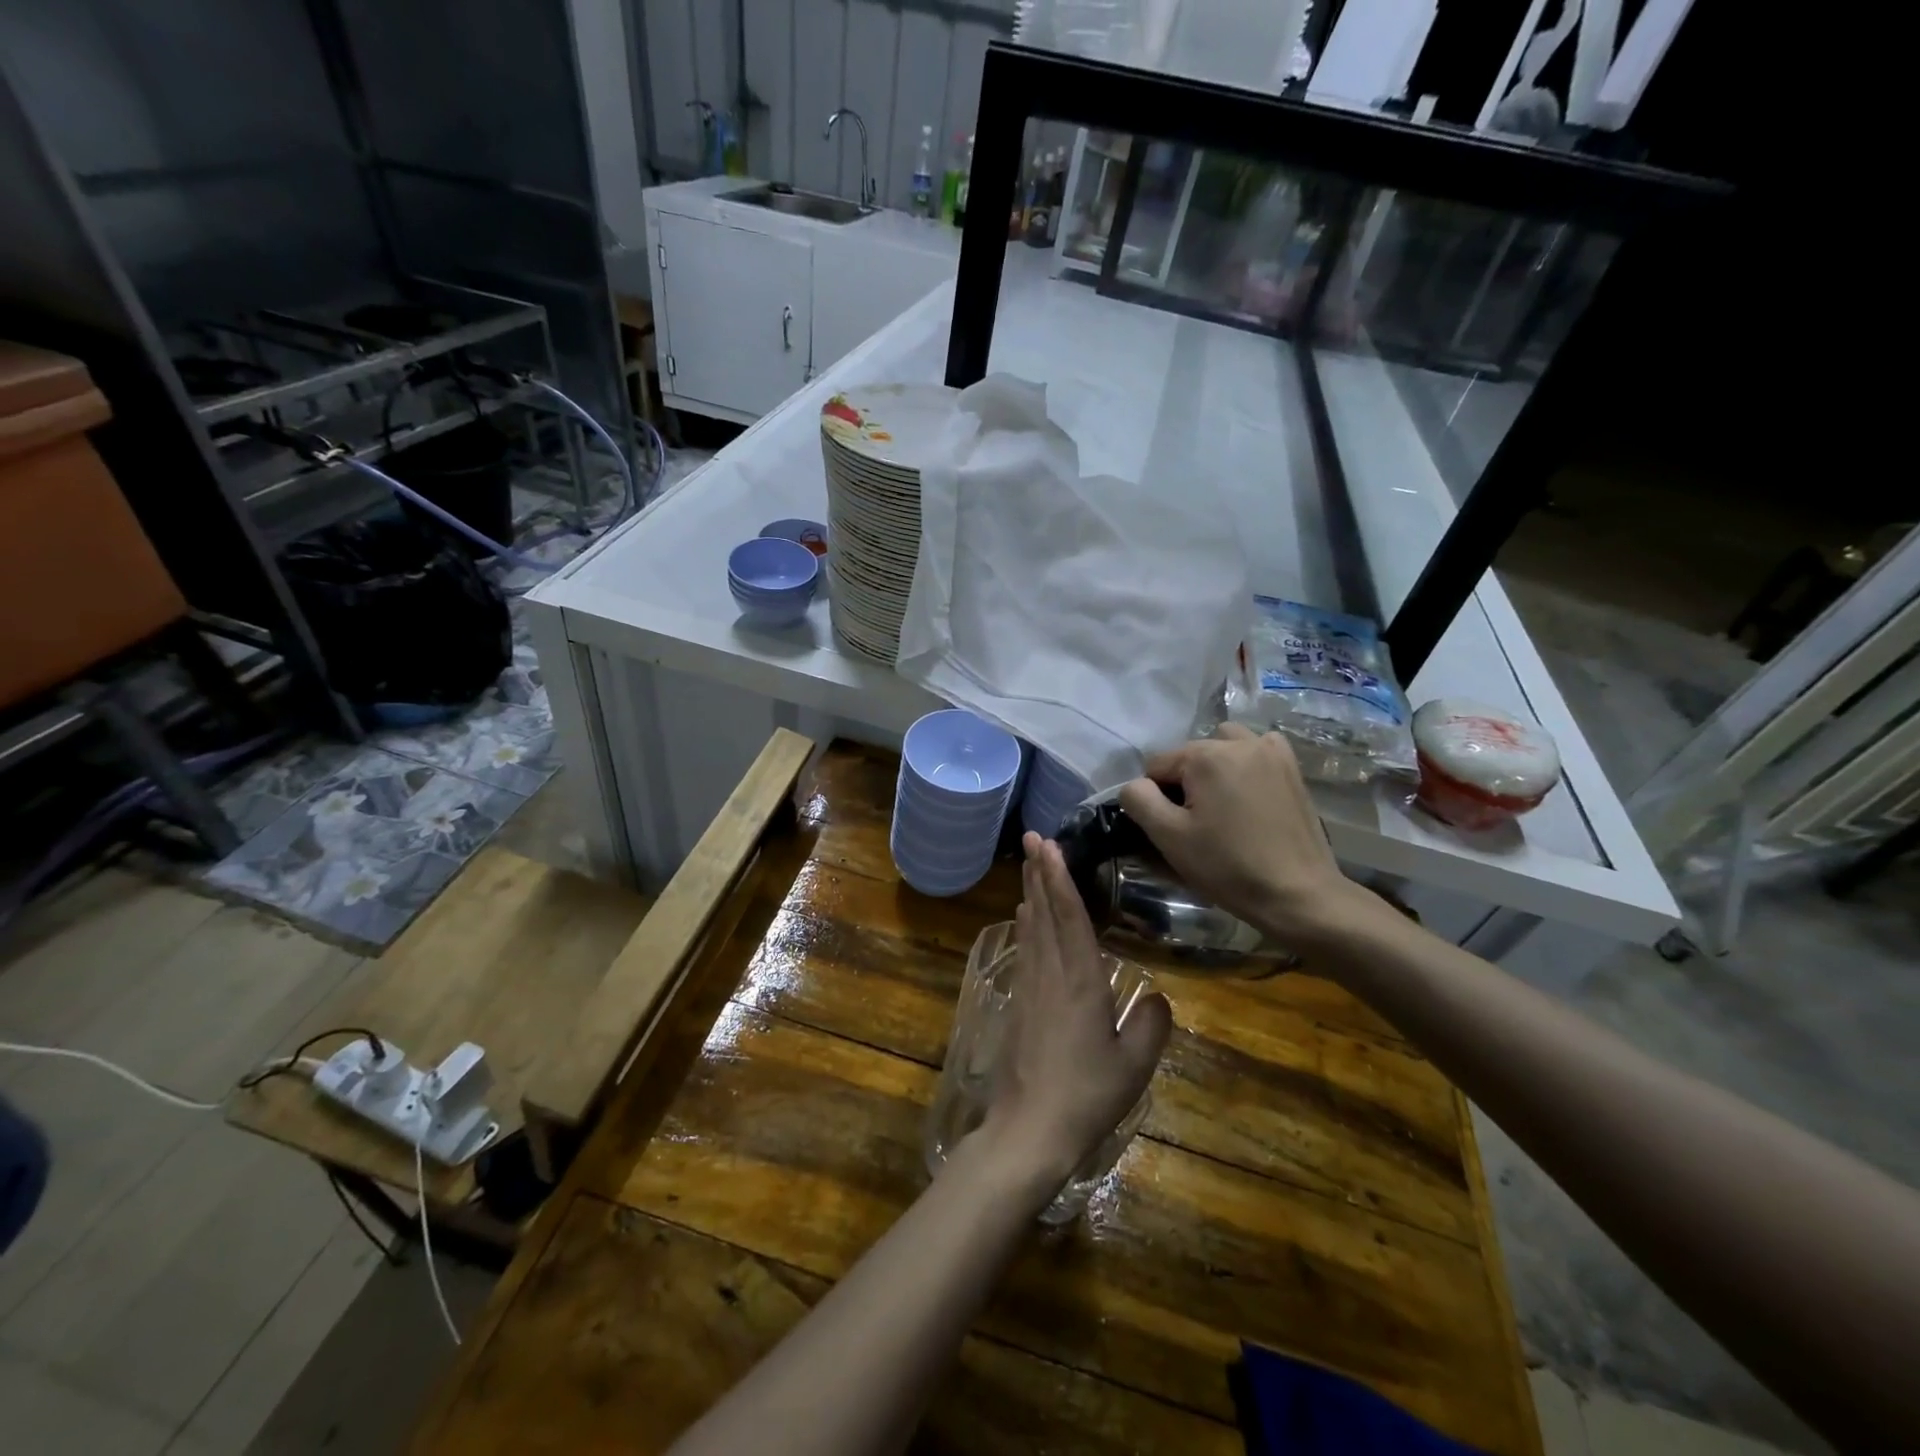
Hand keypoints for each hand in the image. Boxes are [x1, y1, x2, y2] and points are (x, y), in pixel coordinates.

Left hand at [980, 834, 1172, 1194]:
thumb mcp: (1133, 1066)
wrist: (1028, 1130)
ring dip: (1031, 892)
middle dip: (1038, 872)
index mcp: (1080, 982)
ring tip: (1030, 865)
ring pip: (1031, 928)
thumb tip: (1157, 995)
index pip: (1070, 917)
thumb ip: (1151, 1026)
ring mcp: (1030, 988)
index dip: (1060, 878)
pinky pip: (1025, 950)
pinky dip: (1026, 925)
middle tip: (1033, 838)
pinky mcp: (1017, 1003)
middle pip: (1044, 912)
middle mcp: (1050, 974)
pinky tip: (1025, 917)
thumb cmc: (1085, 1096)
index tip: (1050, 846)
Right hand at [1118, 723, 1369, 948]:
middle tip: (1197, 823)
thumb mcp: (1169, 837)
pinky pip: (1257, 749)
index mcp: (1206, 755)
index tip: (1173, 828)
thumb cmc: (1228, 866)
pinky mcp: (1292, 768)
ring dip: (1214, 766)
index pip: (1157, 765)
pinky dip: (1246, 763)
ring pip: (1223, 744)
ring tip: (1221, 803)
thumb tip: (1135, 785)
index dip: (1156, 797)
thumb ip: (1139, 800)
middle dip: (1185, 782)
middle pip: (1190, 754)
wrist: (1298, 894)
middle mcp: (1239, 741)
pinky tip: (1248, 792)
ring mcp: (1271, 751)